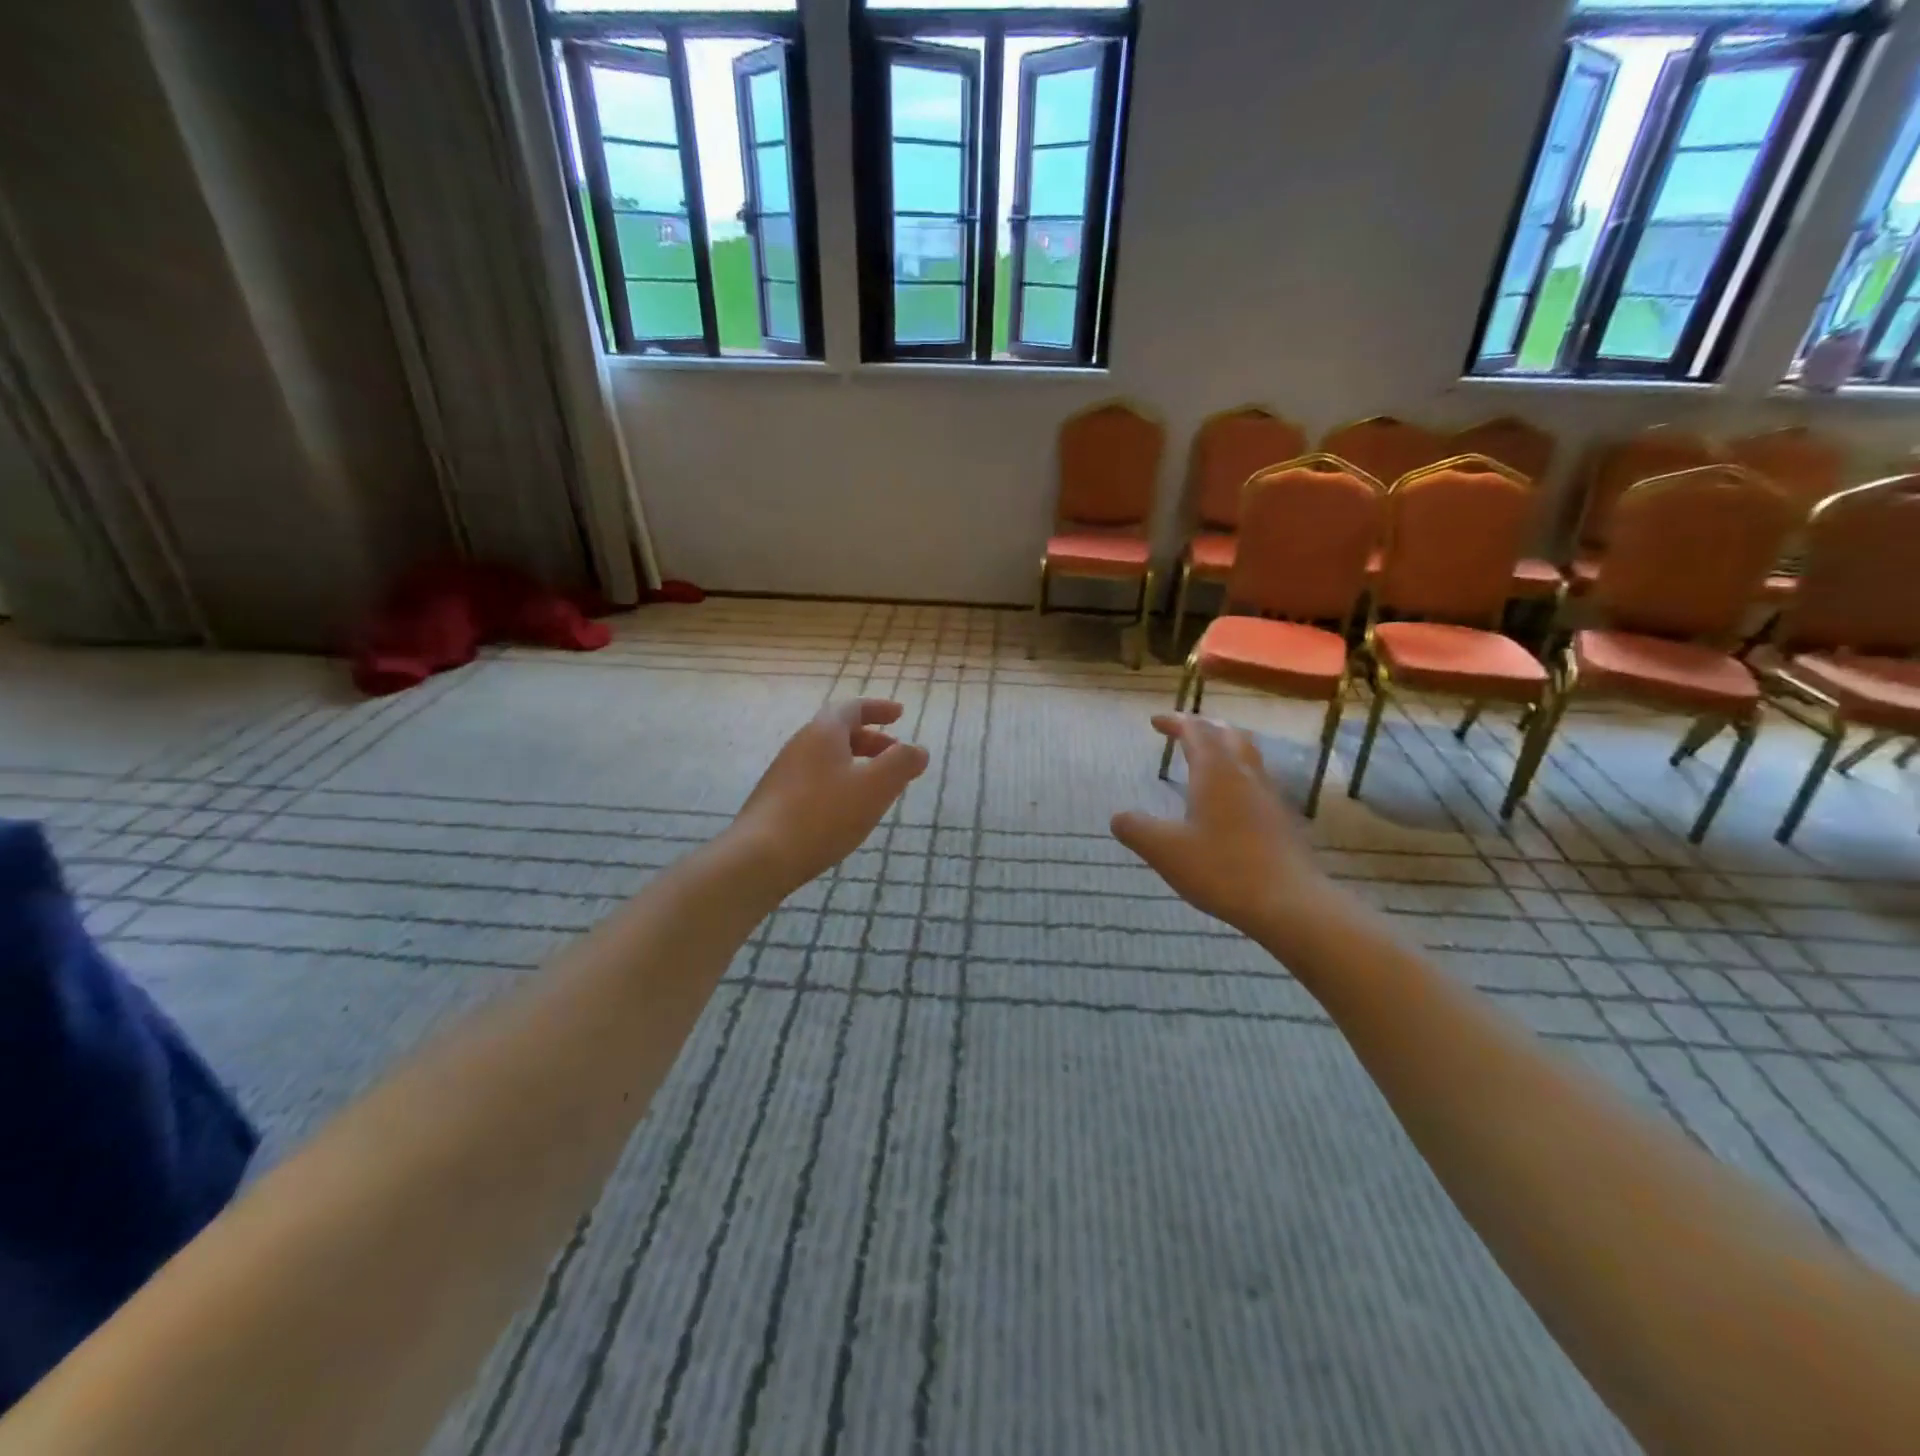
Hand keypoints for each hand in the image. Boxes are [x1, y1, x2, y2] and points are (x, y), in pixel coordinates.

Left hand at [729, 699, 929, 893]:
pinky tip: (847, 809)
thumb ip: (901, 764)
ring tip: (876, 785)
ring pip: (827, 757)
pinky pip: (815, 779)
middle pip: (839, 731)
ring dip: (855, 762)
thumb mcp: (874, 788)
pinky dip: (839, 782)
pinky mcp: (776, 800)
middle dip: (871, 739)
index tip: (900, 714)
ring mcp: (784, 773)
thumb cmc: (823, 815)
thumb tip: (918, 750)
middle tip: (895, 753)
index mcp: (823, 732)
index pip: (853, 708)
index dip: (879, 709)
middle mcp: (801, 745)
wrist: (759, 857)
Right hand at [1111, 714, 1339, 942]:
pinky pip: (1257, 780)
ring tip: (1206, 758)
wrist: (1290, 903)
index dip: (1175, 722)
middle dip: (1203, 727)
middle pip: (1227, 733)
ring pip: (1247, 754)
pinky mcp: (1281, 818)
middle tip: (1183, 732)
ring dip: (1224, 747)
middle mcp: (1244, 774)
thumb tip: (1118, 817)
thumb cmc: (1222, 869)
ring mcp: (1268, 795)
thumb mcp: (1165, 851)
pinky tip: (1229, 799)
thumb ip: (1136, 829)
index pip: (1195, 730)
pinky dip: (1237, 774)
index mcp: (1215, 772)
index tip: (1155, 722)